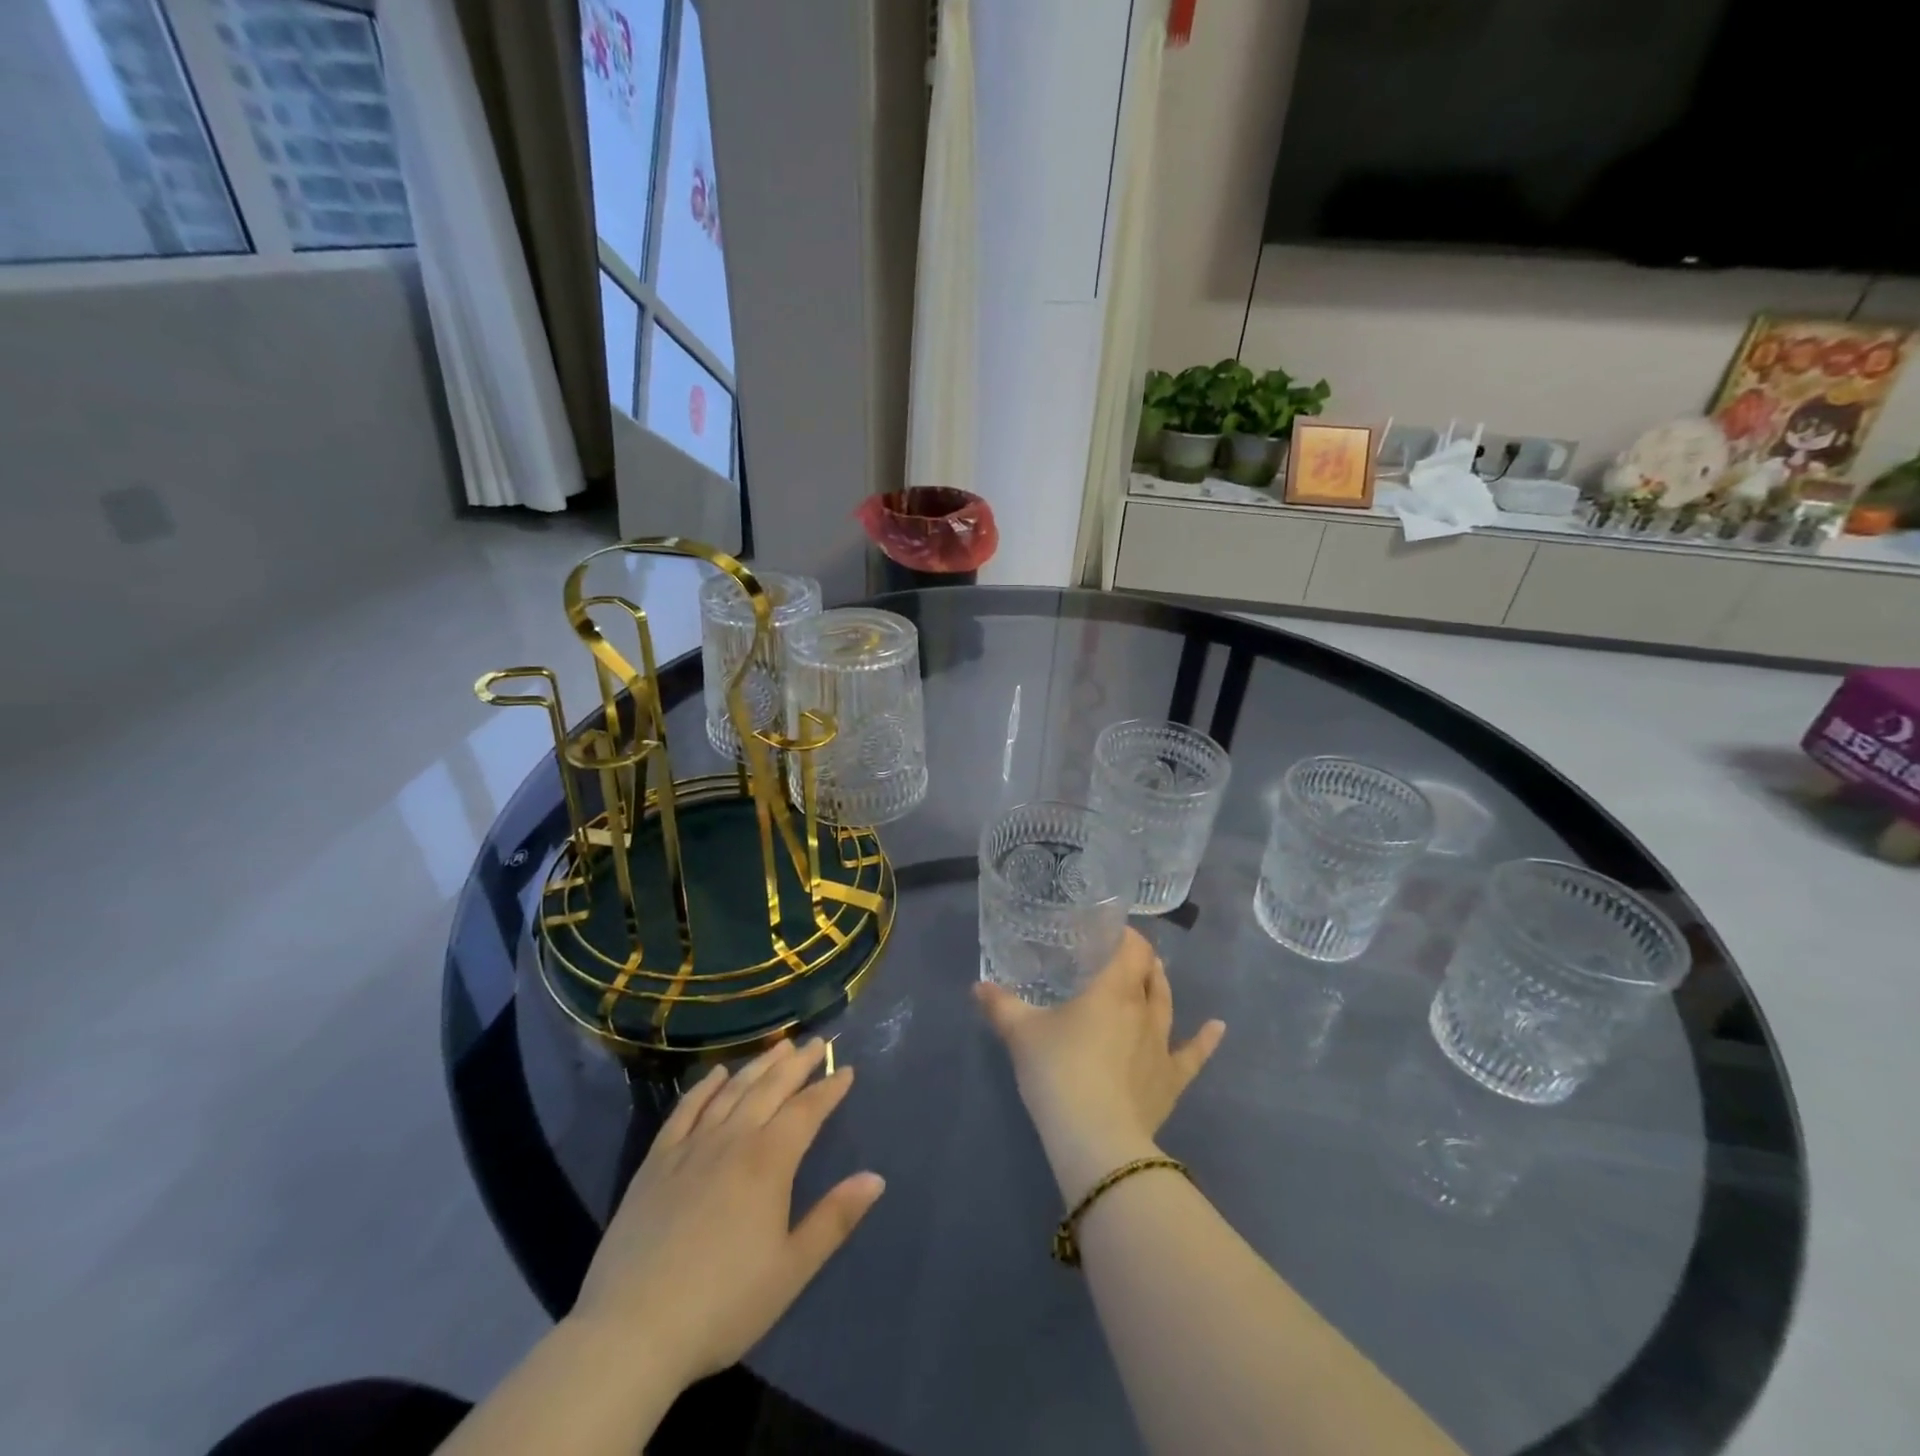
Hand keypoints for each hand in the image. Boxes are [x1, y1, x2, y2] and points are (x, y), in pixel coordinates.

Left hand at [571, 1039, 884, 1389]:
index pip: (806, 1111)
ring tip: (778, 1046)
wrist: (631, 1332)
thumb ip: (834, 1219)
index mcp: (768, 1162)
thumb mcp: (791, 1270)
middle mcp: (732, 1140)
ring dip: (758, 1065)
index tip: (845, 1069)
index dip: (828, 1088)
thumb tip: (876, 1178)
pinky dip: (704, 1087)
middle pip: (770, 1088)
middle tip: (815, 1042)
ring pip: (732, 1091)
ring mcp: (690, 1148)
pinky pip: (685, 1110)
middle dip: (797, 1063)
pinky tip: (717, 1074)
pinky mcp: (655, 1163)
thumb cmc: (723, 1305)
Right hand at [974, 929, 1224, 1202]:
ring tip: (1155, 975)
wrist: (1095, 1138)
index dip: (1125, 935)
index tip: (1108, 932)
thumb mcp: (1020, 1034)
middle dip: (1138, 960)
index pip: (1131, 948)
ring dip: (1161, 987)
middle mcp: (1143, 1009)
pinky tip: (1218, 1027)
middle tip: (1120, 956)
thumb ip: (1000, 1005)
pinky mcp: (1171, 1080)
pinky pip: (1193, 1055)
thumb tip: (977, 986)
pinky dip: (1206, 1040)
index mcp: (1112, 989)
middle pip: (1149, 973)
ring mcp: (1161, 1045)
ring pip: (1167, 1005)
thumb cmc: (1058, 1072)